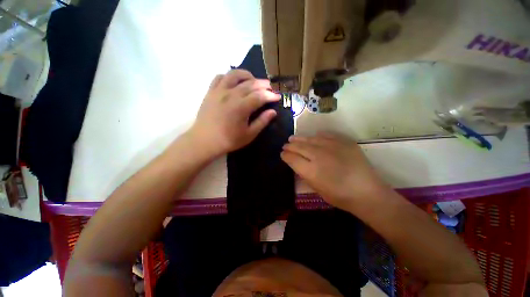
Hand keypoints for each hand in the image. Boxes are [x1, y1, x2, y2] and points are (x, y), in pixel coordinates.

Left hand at [189, 69, 280, 157]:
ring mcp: (219, 91)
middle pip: (250, 83)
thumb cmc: (228, 140)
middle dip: (263, 84)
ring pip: (235, 74)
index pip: (260, 96)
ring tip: (254, 81)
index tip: (277, 97)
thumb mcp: (249, 135)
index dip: (270, 95)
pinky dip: (230, 76)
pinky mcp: (211, 91)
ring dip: (247, 75)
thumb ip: (262, 122)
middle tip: (270, 88)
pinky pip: (220, 77)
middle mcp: (231, 95)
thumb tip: (273, 112)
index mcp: (241, 107)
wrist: (204, 141)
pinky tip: (235, 83)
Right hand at [281, 133, 389, 210]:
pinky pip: (325, 135)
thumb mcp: (316, 188)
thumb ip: (304, 174)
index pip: (292, 158)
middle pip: (298, 147)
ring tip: (293, 138)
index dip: (285, 155)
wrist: (366, 191)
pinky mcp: (343, 141)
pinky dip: (316, 136)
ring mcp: (331, 146)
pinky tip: (313, 137)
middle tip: (285, 145)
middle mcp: (318, 155)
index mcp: (310, 170)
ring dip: (299, 139)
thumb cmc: (339, 196)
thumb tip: (296, 163)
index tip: (282, 154)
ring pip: (309, 139)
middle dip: (290, 146)